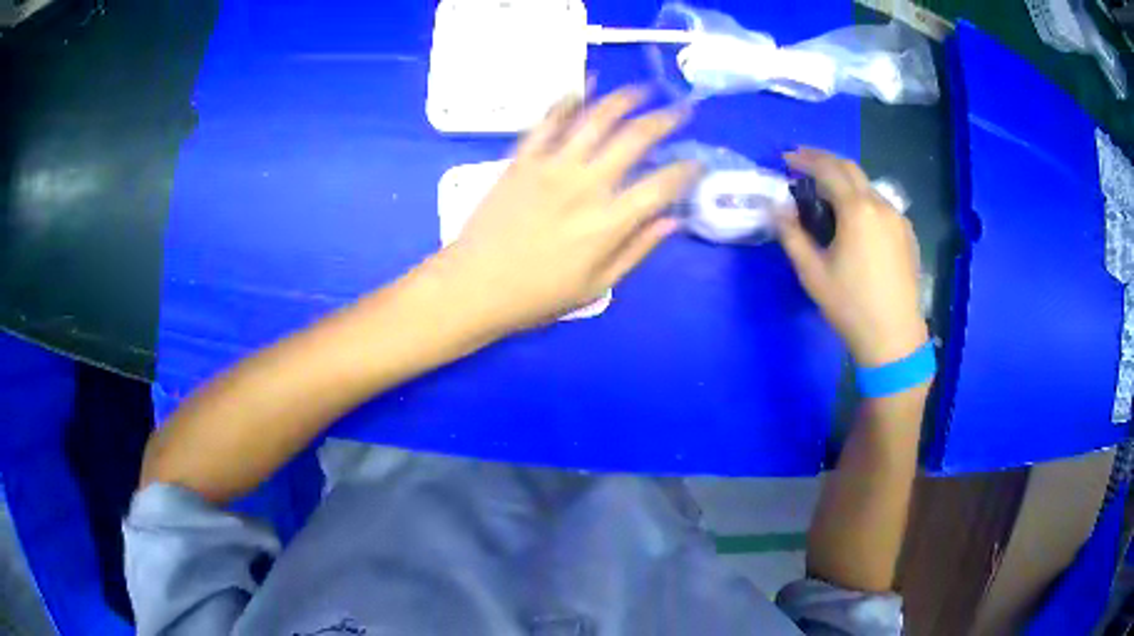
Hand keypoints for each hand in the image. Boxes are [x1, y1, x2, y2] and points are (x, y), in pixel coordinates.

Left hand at [442, 86, 700, 331]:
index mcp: (609, 222)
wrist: (474, 285)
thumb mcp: (596, 286)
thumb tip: (672, 222)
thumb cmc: (537, 295)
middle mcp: (586, 184)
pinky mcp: (523, 158)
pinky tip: (583, 85)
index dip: (687, 170)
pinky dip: (568, 99)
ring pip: (596, 118)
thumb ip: (636, 250)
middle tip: (680, 111)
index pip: (662, 185)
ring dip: (623, 99)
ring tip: (641, 90)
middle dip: (665, 120)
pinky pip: (549, 120)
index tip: (697, 163)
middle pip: (635, 138)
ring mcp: (551, 166)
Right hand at [777, 148, 925, 366]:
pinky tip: (855, 219)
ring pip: (868, 186)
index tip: (786, 158)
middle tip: (803, 164)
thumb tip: (776, 208)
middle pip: (851, 169)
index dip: (805, 159)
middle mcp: (881, 205)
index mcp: (857, 210)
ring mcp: (898, 219)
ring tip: (826, 193)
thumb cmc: (851, 306)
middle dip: (825, 161)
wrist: (894, 337)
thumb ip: (792, 235)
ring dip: (845, 181)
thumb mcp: (812, 273)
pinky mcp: (908, 235)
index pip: (828, 169)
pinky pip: (881, 205)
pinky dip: (862, 200)